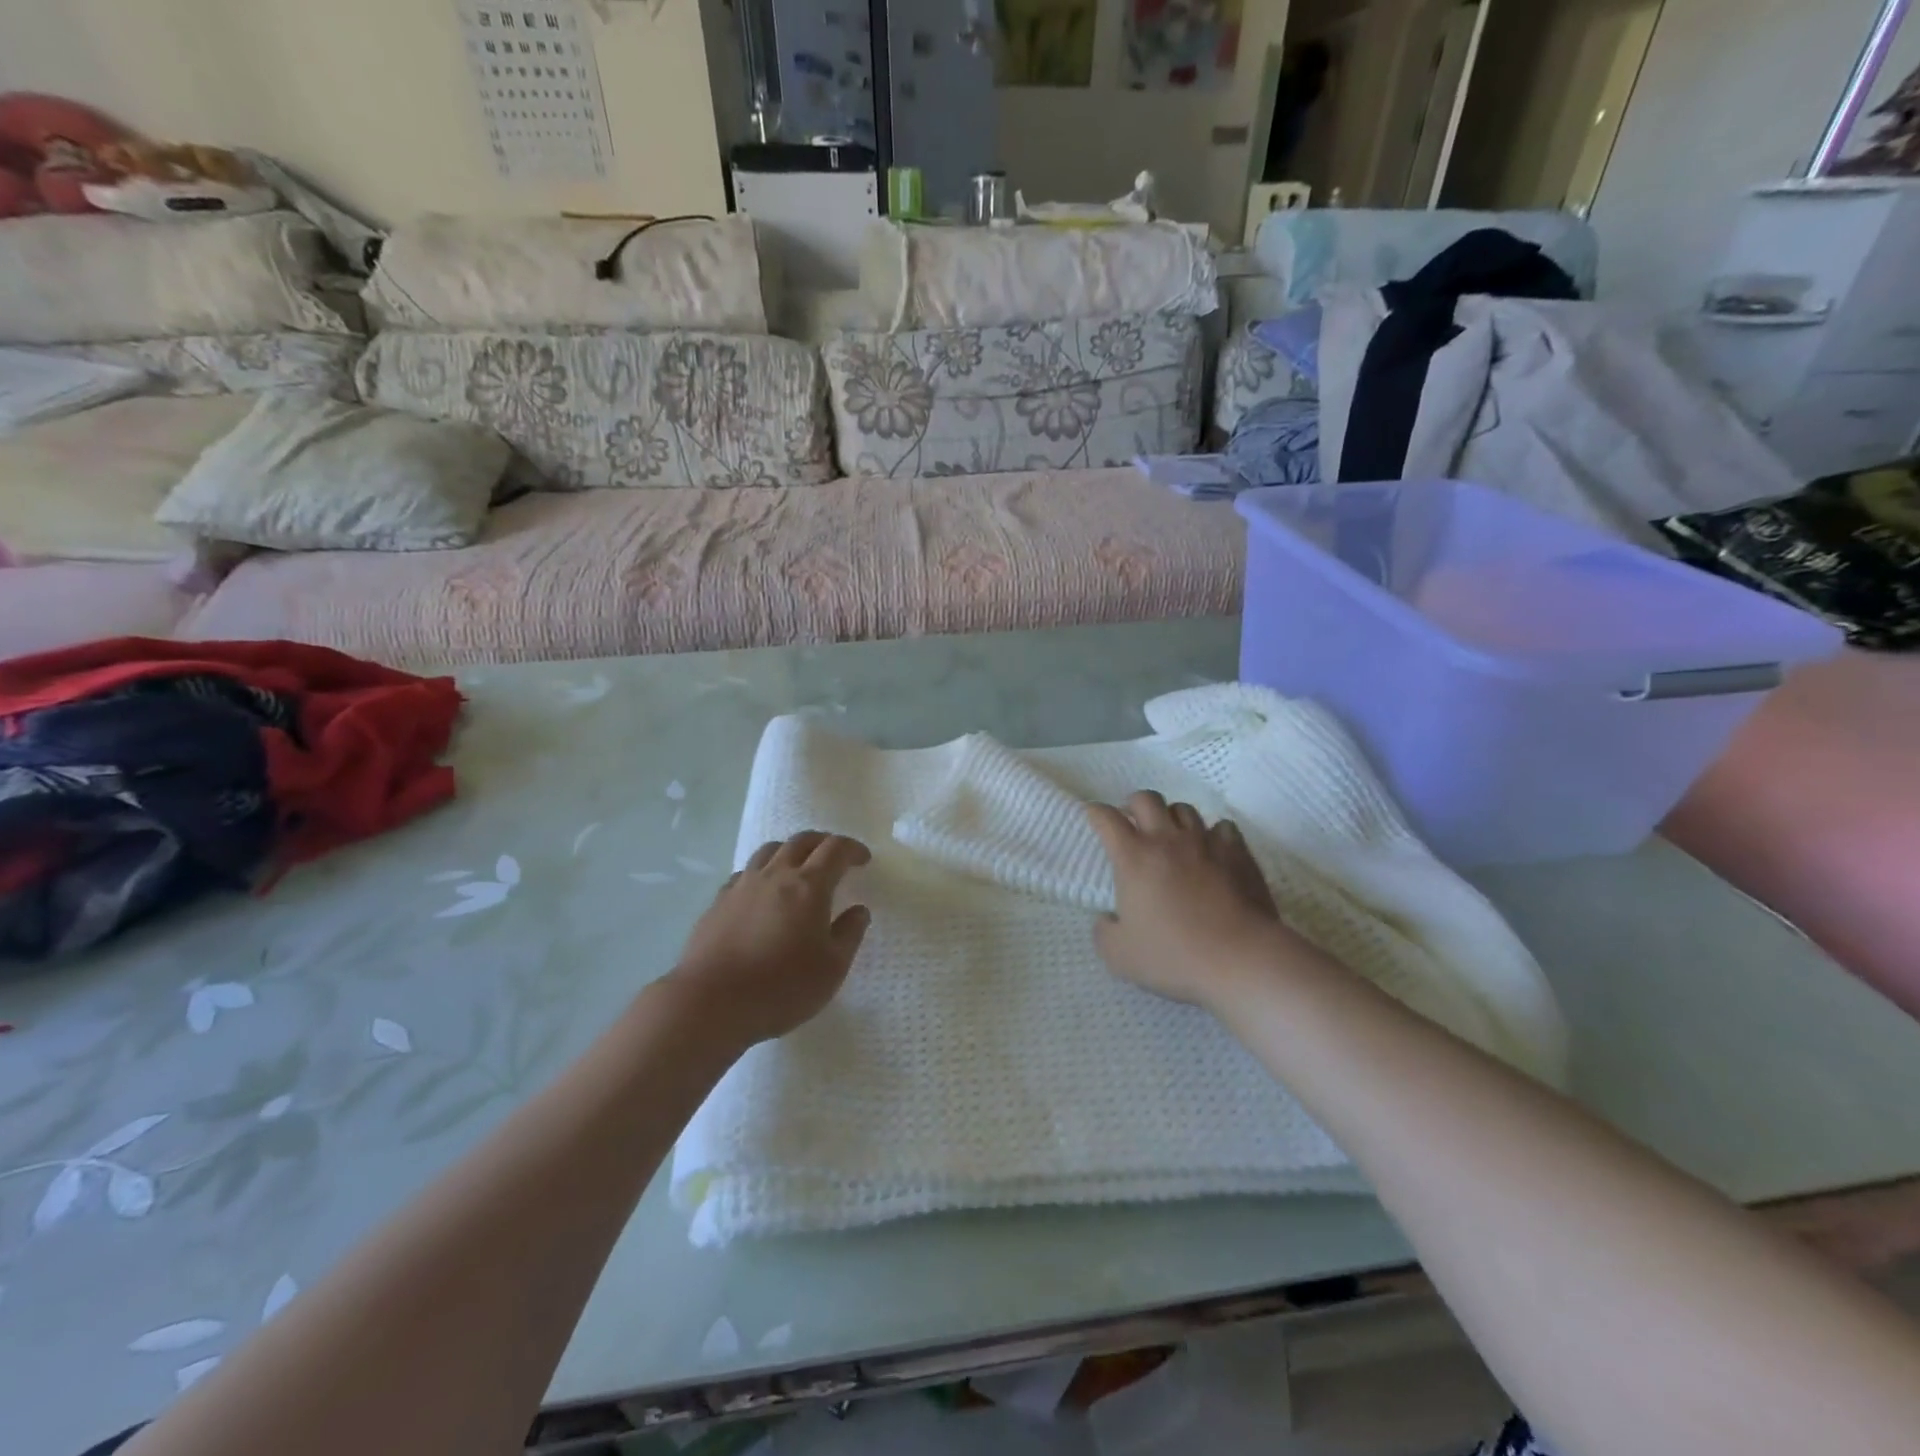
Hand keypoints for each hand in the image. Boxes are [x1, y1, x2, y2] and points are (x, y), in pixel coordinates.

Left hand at [670, 832, 873, 1046]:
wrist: (711, 1002)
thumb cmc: (782, 987)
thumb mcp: (832, 968)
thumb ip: (849, 934)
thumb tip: (859, 910)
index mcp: (809, 886)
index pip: (835, 850)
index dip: (852, 849)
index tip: (863, 859)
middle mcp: (776, 874)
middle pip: (802, 841)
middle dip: (823, 842)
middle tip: (835, 856)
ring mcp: (743, 885)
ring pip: (769, 850)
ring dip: (790, 850)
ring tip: (798, 866)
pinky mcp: (719, 901)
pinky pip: (745, 872)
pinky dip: (762, 871)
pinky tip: (763, 892)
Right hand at [1086, 791, 1300, 1012]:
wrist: (1241, 959)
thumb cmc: (1174, 956)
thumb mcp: (1119, 956)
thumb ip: (1104, 932)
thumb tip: (1108, 918)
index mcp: (1133, 858)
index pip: (1107, 818)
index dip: (1095, 813)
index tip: (1093, 817)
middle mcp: (1167, 840)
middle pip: (1146, 799)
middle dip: (1133, 805)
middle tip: (1132, 824)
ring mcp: (1205, 842)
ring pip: (1183, 809)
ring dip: (1171, 818)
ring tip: (1172, 837)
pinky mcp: (1238, 852)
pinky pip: (1222, 827)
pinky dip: (1212, 834)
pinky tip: (1211, 851)